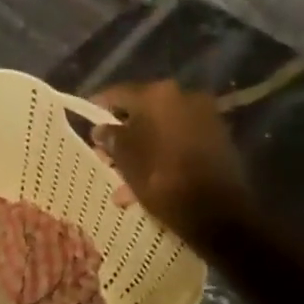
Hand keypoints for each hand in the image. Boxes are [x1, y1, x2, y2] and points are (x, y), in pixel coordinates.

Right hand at [87, 79, 253, 239]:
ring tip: (122, 176)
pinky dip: (161, 155)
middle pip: (143, 111)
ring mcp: (205, 118)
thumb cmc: (161, 178)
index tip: (86, 119)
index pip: (119, 93)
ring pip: (161, 129)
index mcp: (158, 95)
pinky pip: (179, 141)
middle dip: (122, 133)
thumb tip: (101, 129)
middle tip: (104, 153)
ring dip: (141, 148)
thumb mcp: (125, 159)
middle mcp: (185, 97)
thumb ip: (110, 138)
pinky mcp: (217, 138)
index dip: (99, 106)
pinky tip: (146, 181)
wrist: (215, 210)